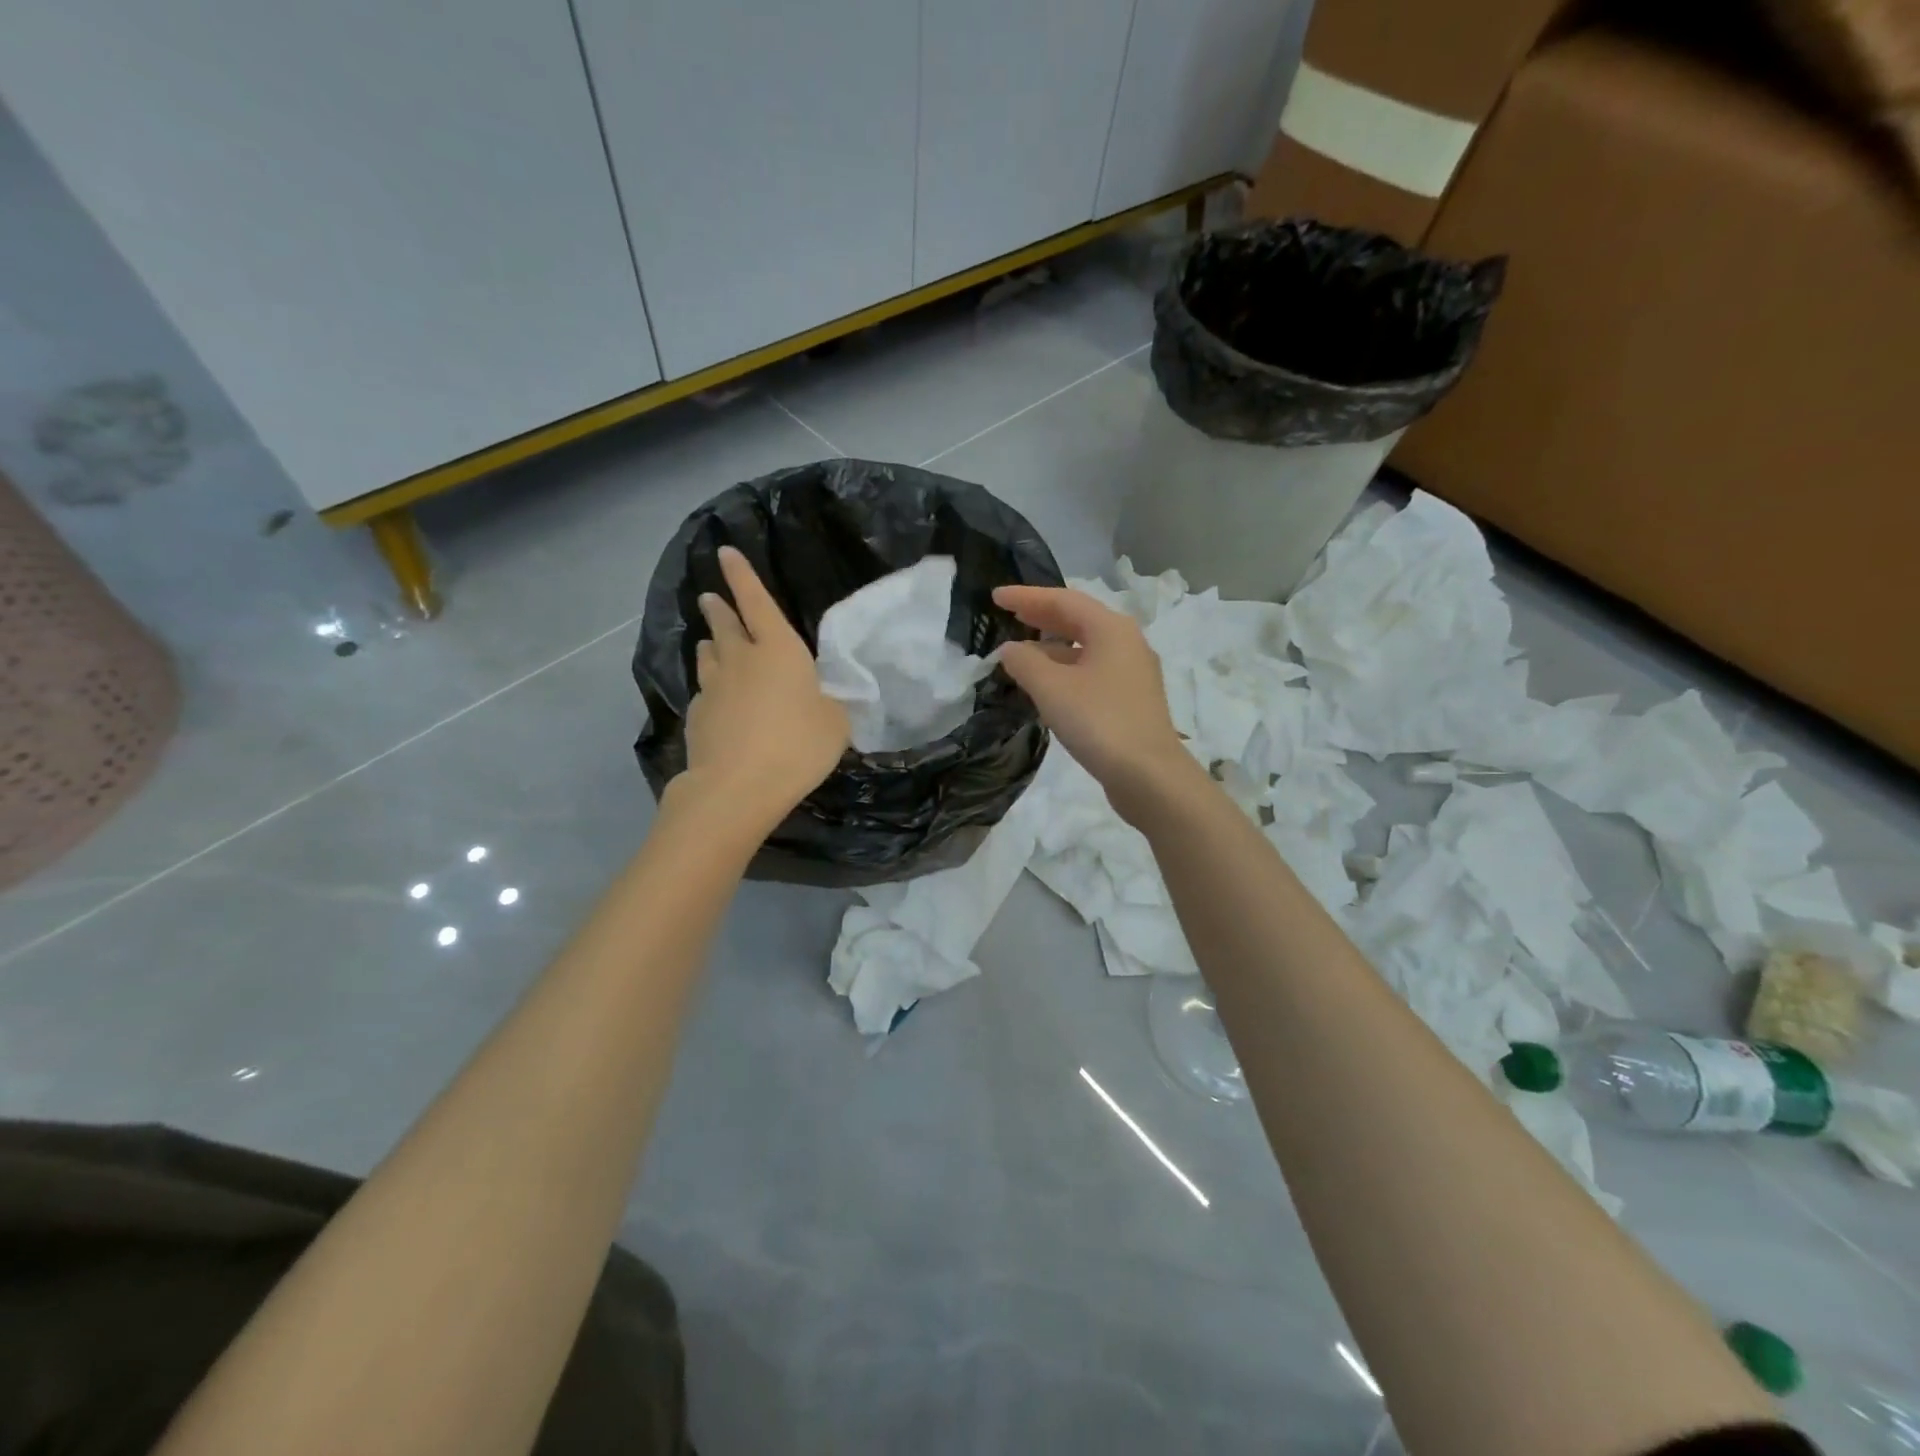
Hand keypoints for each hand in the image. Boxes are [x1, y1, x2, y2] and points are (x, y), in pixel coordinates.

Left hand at [679, 546, 850, 827]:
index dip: (742, 576)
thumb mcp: (836, 723)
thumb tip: (822, 696)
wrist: (737, 787)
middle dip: (720, 608)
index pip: (757, 602)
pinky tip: (716, 703)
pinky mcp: (696, 716)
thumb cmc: (797, 746)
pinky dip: (711, 689)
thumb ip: (830, 702)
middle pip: (725, 625)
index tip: (725, 552)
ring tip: (712, 644)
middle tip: (711, 598)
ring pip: (709, 656)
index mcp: (779, 650)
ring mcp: (713, 687)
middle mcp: (741, 660)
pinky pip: (704, 692)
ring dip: (711, 646)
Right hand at [992, 585, 1193, 815]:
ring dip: (1052, 646)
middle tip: (1008, 615)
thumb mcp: (1052, 688)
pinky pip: (1092, 670)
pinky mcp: (1131, 699)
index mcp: (1111, 628)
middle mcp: (1126, 642)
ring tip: (1021, 653)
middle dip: (1041, 616)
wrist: (1149, 775)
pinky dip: (1066, 669)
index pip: (1063, 600)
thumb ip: (1024, 662)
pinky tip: (1047, 686)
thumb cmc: (1099, 721)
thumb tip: (1010, 650)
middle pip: (1078, 620)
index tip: (995, 596)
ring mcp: (1132, 672)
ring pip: (1086, 647)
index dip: (1027, 596)